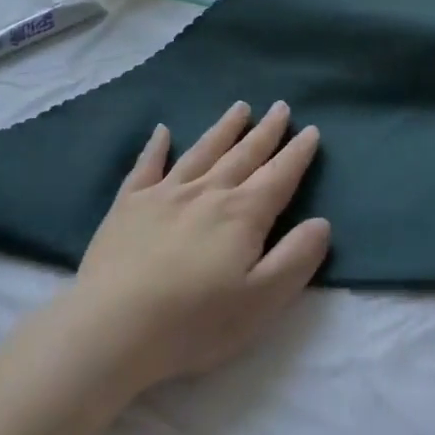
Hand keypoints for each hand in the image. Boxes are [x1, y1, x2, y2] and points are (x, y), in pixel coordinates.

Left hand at [52, 101, 331, 398]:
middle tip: (280, 107)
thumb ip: (295, 259)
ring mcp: (164, 194)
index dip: (297, 154)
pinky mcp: (129, 204)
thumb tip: (321, 222)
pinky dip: (156, 147)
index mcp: (242, 215)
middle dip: (266, 131)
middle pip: (243, 155)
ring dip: (223, 129)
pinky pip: (146, 166)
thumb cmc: (194, 322)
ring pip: (202, 151)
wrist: (113, 327)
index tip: (311, 130)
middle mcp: (207, 192)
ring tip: (240, 108)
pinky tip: (162, 131)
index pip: (278, 176)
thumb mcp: (261, 301)